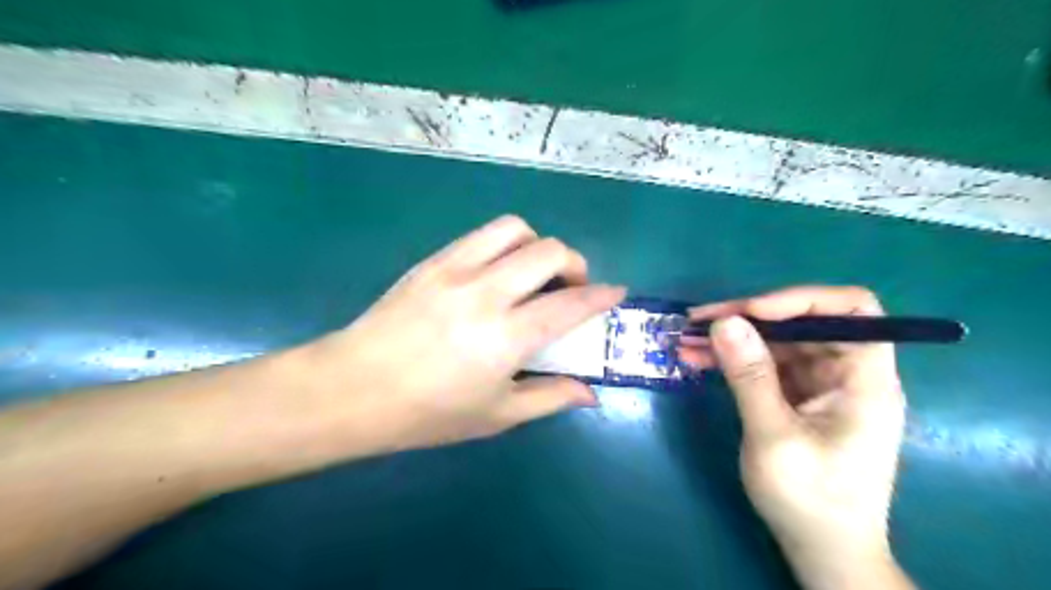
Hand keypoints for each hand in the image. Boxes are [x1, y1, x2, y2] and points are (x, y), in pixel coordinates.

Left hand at [298, 215, 621, 451]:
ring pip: (514, 228)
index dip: (601, 296)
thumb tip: (589, 392)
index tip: (616, 293)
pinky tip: (497, 270)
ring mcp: (456, 269)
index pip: (570, 304)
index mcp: (506, 337)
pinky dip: (504, 244)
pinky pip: (480, 235)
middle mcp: (486, 292)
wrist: (353, 388)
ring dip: (537, 245)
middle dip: (575, 264)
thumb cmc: (428, 412)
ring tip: (533, 271)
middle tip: (571, 287)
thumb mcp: (496, 415)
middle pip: (549, 251)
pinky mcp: (433, 260)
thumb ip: (550, 397)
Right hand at [677, 284, 906, 584]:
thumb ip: (750, 377)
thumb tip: (725, 322)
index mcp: (864, 379)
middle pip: (802, 323)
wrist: (823, 552)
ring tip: (687, 339)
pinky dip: (732, 360)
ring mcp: (819, 385)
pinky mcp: (796, 397)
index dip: (801, 300)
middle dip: (748, 318)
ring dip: (732, 338)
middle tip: (699, 321)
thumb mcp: (774, 437)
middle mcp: (846, 373)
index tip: (751, 312)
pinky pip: (764, 365)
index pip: (852, 310)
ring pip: (776, 342)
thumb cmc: (811, 500)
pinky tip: (698, 359)